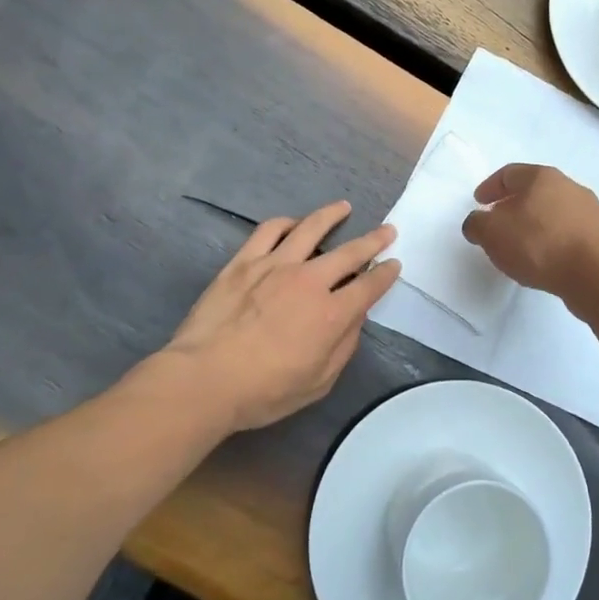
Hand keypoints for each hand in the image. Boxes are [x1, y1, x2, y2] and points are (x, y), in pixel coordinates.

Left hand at [157, 202, 398, 432]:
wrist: (203, 379)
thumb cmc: (263, 391)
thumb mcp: (318, 383)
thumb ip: (343, 347)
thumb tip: (354, 318)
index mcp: (332, 314)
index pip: (369, 286)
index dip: (386, 274)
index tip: (394, 264)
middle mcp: (310, 281)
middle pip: (350, 252)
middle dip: (374, 240)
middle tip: (387, 230)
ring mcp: (275, 265)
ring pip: (311, 229)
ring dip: (332, 216)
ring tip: (343, 208)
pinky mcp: (244, 262)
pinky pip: (270, 231)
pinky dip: (287, 223)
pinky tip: (294, 223)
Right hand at [460, 164, 598, 303]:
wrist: (596, 274)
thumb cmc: (539, 244)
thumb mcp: (493, 233)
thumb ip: (477, 224)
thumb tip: (479, 223)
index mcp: (541, 176)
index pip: (509, 173)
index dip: (490, 187)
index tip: (479, 203)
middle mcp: (568, 186)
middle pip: (533, 191)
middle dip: (512, 206)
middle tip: (497, 224)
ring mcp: (588, 210)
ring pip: (551, 212)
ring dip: (533, 224)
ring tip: (519, 246)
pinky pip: (566, 232)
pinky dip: (550, 240)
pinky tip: (543, 259)